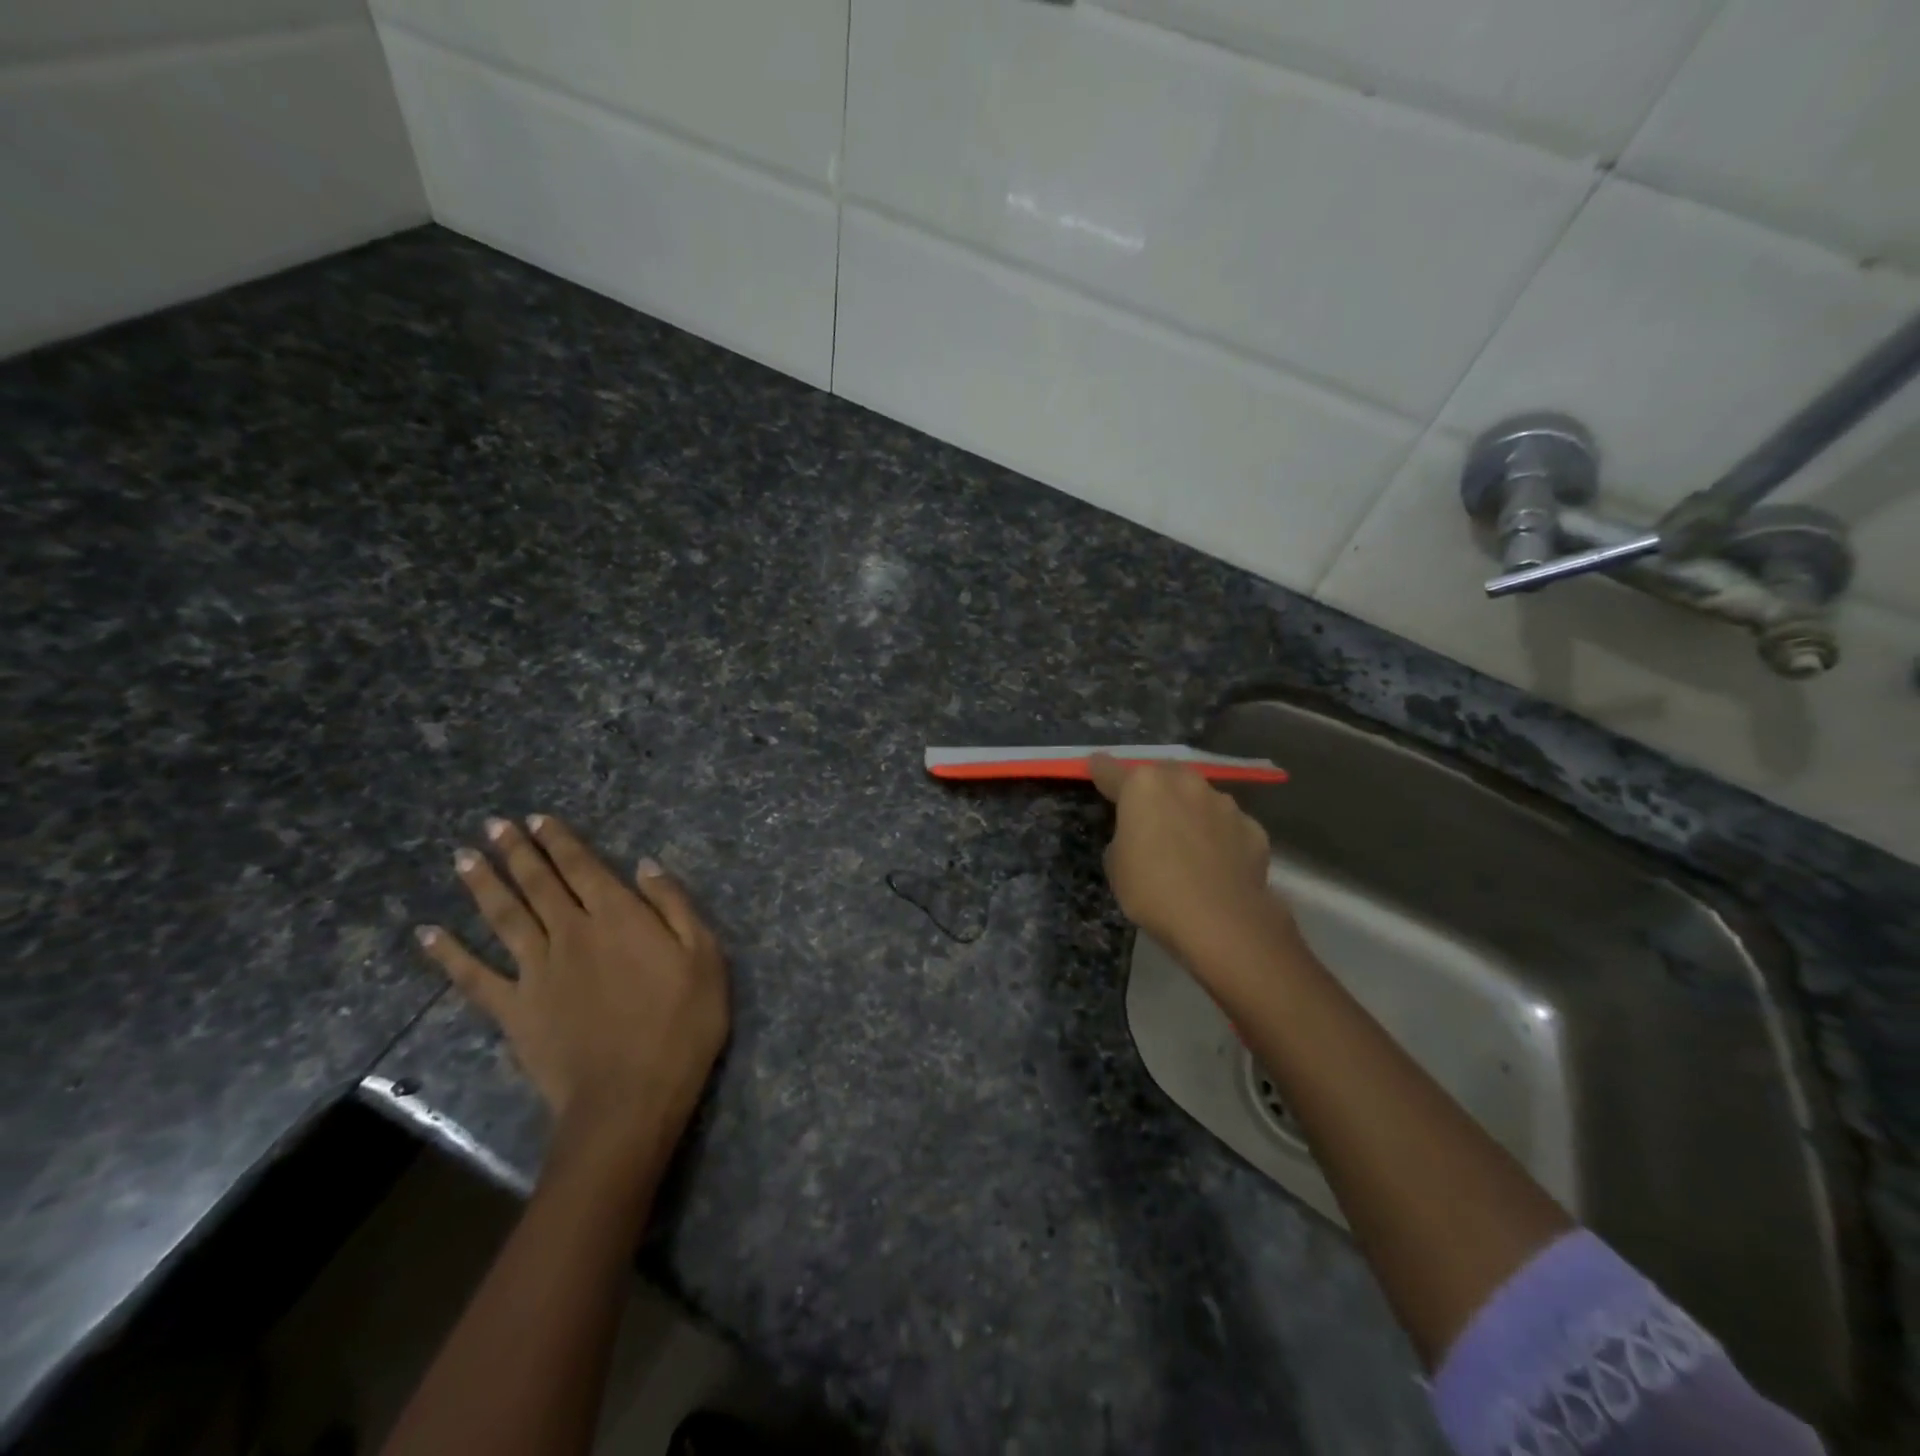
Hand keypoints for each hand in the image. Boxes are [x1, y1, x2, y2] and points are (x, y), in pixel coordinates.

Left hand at [416, 816, 728, 1159]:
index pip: (583, 867)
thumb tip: (645, 865)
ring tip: (463, 858)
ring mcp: (537, 971)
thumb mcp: (704, 957)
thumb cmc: (681, 1024)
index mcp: (618, 917)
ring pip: (504, 917)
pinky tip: (428, 934)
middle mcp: (571, 933)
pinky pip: (474, 977)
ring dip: (483, 885)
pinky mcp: (514, 1010)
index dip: (559, 841)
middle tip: (493, 825)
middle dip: (516, 851)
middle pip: (538, 884)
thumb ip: (674, 906)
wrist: (631, 1097)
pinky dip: (449, 954)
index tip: (537, 819)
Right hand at [1088, 754, 1283, 965]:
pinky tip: (1217, 862)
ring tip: (1187, 842)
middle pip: (1163, 775)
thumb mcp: (1116, 865)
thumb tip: (1140, 834)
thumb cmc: (1153, 890)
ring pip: (1200, 797)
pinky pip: (1228, 826)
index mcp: (1143, 786)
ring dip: (1190, 811)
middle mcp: (1185, 783)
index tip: (1095, 766)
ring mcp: (1224, 804)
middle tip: (1148, 813)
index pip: (1112, 771)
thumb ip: (1124, 836)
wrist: (1221, 922)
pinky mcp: (1252, 828)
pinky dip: (1220, 836)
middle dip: (1155, 788)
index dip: (1101, 770)